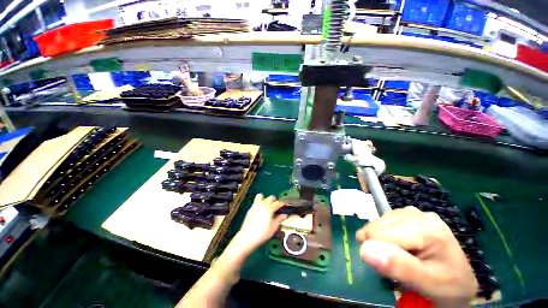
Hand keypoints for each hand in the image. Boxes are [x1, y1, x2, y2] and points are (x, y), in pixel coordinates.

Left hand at [233, 194, 286, 253]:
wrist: (247, 237)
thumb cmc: (262, 234)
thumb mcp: (273, 227)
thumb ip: (279, 219)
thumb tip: (284, 215)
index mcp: (269, 209)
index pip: (278, 203)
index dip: (282, 204)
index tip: (284, 206)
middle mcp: (263, 204)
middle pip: (270, 197)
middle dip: (274, 200)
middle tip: (276, 206)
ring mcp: (255, 205)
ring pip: (261, 195)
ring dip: (265, 199)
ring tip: (267, 206)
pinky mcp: (250, 209)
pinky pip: (256, 202)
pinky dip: (259, 203)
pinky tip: (260, 211)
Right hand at [356, 206, 477, 306]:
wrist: (460, 280)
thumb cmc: (446, 286)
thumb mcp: (426, 284)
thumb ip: (398, 267)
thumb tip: (364, 250)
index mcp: (426, 229)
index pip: (380, 233)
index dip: (374, 251)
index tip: (382, 269)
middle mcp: (419, 214)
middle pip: (379, 225)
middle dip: (377, 245)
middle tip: (392, 265)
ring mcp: (414, 212)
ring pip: (379, 222)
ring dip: (380, 239)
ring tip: (396, 256)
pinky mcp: (409, 214)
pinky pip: (385, 221)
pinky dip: (384, 234)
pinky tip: (397, 245)